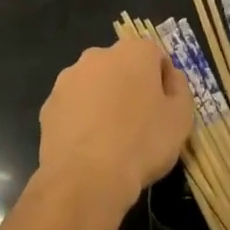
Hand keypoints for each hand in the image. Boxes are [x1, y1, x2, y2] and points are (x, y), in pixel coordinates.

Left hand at [37, 36, 193, 211]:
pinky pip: (73, 106)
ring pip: (94, 84)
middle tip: (139, 122)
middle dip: (129, 87)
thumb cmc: (142, 143)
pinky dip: (81, 119)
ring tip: (111, 138)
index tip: (164, 108)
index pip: (154, 56)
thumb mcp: (181, 118)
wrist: (87, 177)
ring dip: (103, 100)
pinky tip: (89, 147)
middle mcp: (98, 55)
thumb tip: (170, 77)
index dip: (162, 81)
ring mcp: (69, 78)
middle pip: (121, 66)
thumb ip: (179, 89)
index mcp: (133, 52)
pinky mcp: (49, 104)